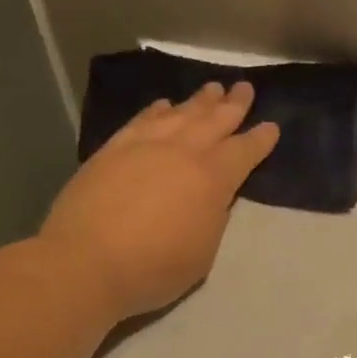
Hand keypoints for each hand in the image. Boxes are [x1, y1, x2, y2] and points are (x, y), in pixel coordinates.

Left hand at [39, 80, 279, 320]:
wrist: (86, 262)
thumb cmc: (152, 269)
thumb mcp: (202, 254)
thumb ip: (212, 219)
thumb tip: (212, 198)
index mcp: (211, 180)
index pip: (243, 152)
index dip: (259, 140)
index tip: (271, 127)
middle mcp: (181, 152)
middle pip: (213, 121)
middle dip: (233, 105)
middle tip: (245, 88)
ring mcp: (144, 146)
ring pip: (179, 114)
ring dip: (199, 101)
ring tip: (212, 88)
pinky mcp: (112, 150)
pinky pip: (141, 120)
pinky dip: (157, 110)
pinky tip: (163, 105)